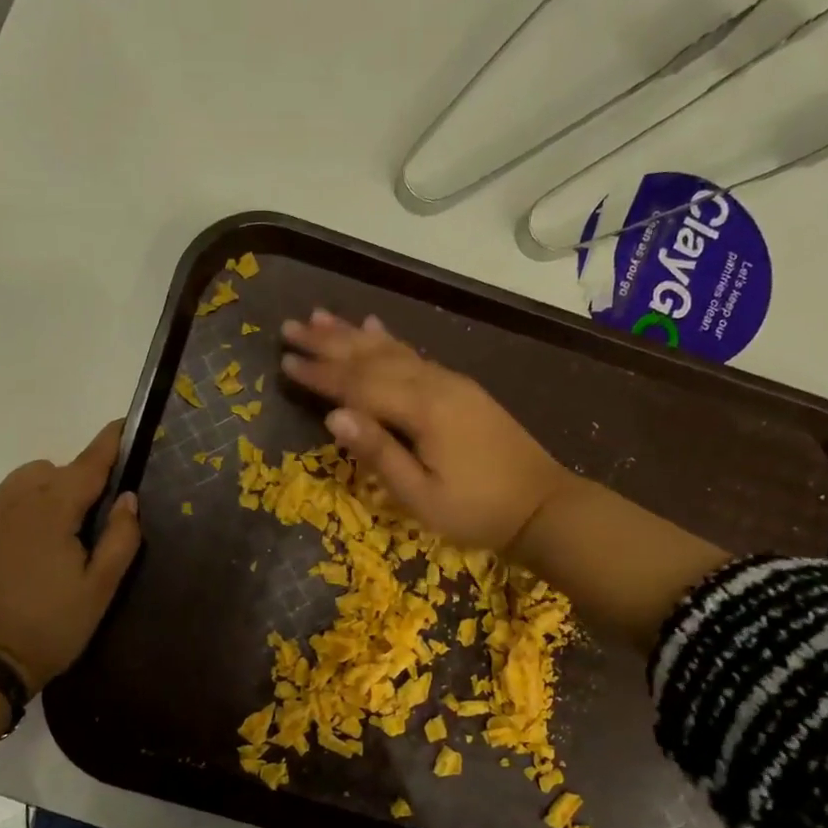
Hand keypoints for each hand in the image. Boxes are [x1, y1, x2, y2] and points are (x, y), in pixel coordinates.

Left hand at [0, 419, 141, 693]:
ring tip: (66, 528)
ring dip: (53, 487)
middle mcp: (16, 501)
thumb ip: (120, 537)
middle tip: (100, 516)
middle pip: (58, 468)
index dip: (109, 442)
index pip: (88, 463)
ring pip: (29, 479)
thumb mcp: (100, 588)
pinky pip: (7, 497)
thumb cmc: (52, 626)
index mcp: (51, 511)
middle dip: (83, 477)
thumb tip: (127, 498)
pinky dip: (28, 501)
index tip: (124, 423)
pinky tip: (36, 539)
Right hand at [281, 310, 728, 650]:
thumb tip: (333, 417)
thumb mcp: (421, 496)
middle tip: (290, 326)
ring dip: (353, 334)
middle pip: (371, 357)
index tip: (283, 361)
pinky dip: (390, 340)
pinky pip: (415, 355)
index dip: (320, 374)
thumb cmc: (478, 511)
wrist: (544, 506)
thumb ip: (378, 453)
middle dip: (328, 342)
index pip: (358, 385)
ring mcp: (450, 382)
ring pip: (392, 350)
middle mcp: (434, 384)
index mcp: (423, 410)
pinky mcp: (460, 389)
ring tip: (320, 316)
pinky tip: (375, 327)